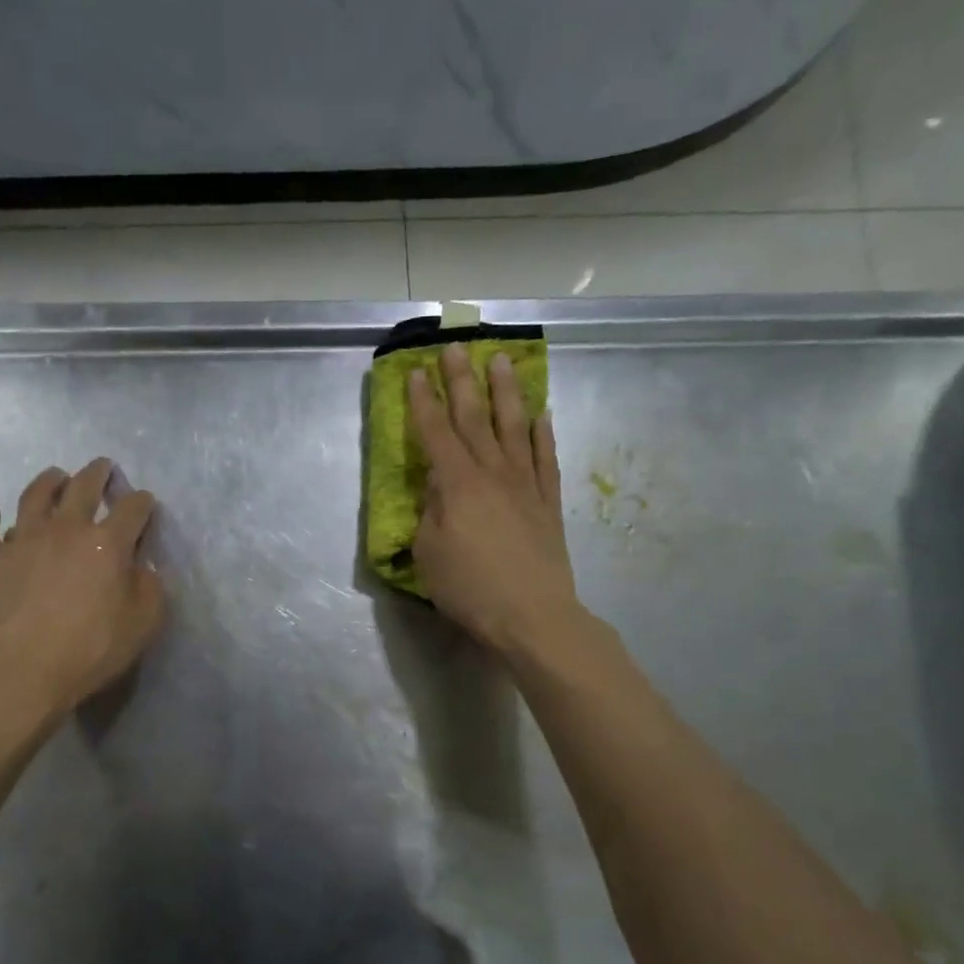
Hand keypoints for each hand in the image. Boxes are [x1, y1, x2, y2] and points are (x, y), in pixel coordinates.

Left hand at [0, 459, 165, 719]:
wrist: (18, 670)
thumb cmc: (89, 650)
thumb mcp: (142, 625)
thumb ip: (149, 589)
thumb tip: (143, 568)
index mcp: (107, 543)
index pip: (132, 509)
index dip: (142, 502)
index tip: (145, 502)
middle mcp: (65, 530)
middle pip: (83, 487)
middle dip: (97, 473)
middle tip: (102, 467)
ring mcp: (21, 540)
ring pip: (34, 496)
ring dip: (48, 481)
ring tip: (56, 477)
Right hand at [407, 344, 589, 659]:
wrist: (533, 615)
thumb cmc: (470, 588)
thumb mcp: (429, 553)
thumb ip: (430, 512)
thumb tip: (437, 486)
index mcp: (457, 484)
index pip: (435, 433)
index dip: (423, 402)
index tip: (415, 372)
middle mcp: (492, 472)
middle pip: (474, 417)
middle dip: (462, 380)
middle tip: (456, 347)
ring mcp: (525, 484)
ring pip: (514, 427)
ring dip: (506, 392)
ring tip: (503, 360)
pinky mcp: (548, 502)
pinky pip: (545, 458)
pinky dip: (543, 433)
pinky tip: (541, 414)